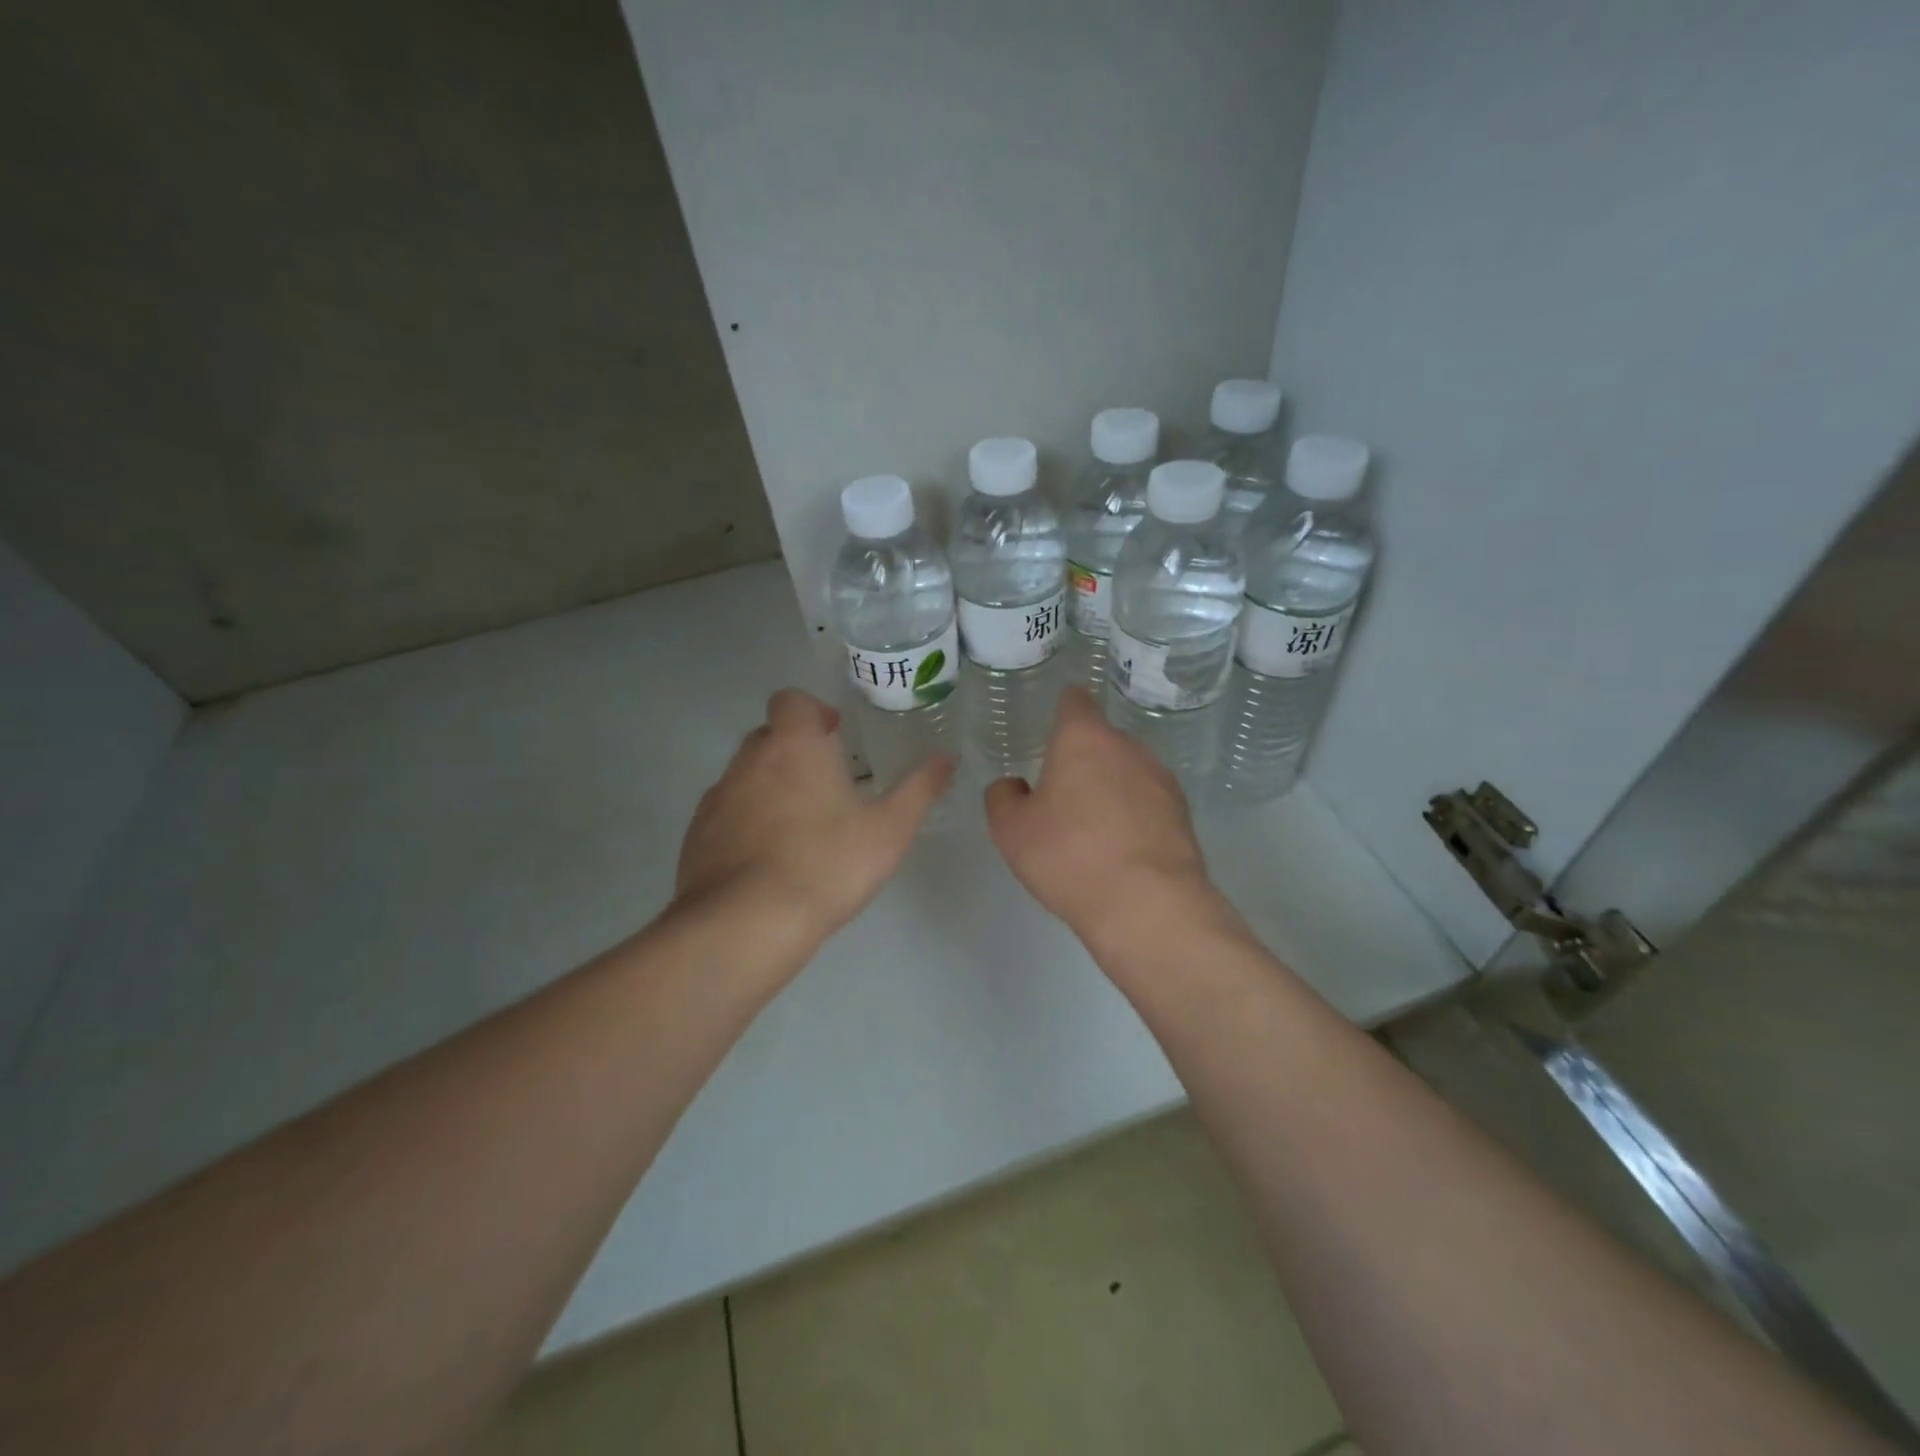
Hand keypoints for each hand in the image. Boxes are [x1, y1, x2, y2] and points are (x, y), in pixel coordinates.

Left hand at [676, 689, 953, 939]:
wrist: (745, 924)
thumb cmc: (827, 865)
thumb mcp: (890, 829)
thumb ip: (920, 789)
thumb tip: (947, 758)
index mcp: (794, 746)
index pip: (791, 699)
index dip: (812, 711)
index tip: (833, 736)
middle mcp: (749, 760)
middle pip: (768, 735)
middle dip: (795, 750)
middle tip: (826, 785)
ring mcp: (717, 797)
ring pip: (745, 775)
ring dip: (769, 787)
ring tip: (799, 827)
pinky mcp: (696, 835)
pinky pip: (725, 813)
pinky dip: (746, 821)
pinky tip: (767, 859)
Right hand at [984, 686, 1219, 946]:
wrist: (1147, 905)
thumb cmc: (1069, 856)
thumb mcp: (1011, 831)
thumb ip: (1003, 797)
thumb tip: (1014, 786)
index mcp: (1083, 739)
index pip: (1075, 700)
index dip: (1062, 708)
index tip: (1052, 728)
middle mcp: (1127, 747)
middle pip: (1101, 740)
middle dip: (1082, 760)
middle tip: (1061, 797)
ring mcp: (1161, 779)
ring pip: (1126, 772)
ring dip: (1110, 788)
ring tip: (1092, 831)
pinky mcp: (1183, 813)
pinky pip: (1148, 802)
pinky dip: (1133, 815)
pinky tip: (1121, 851)